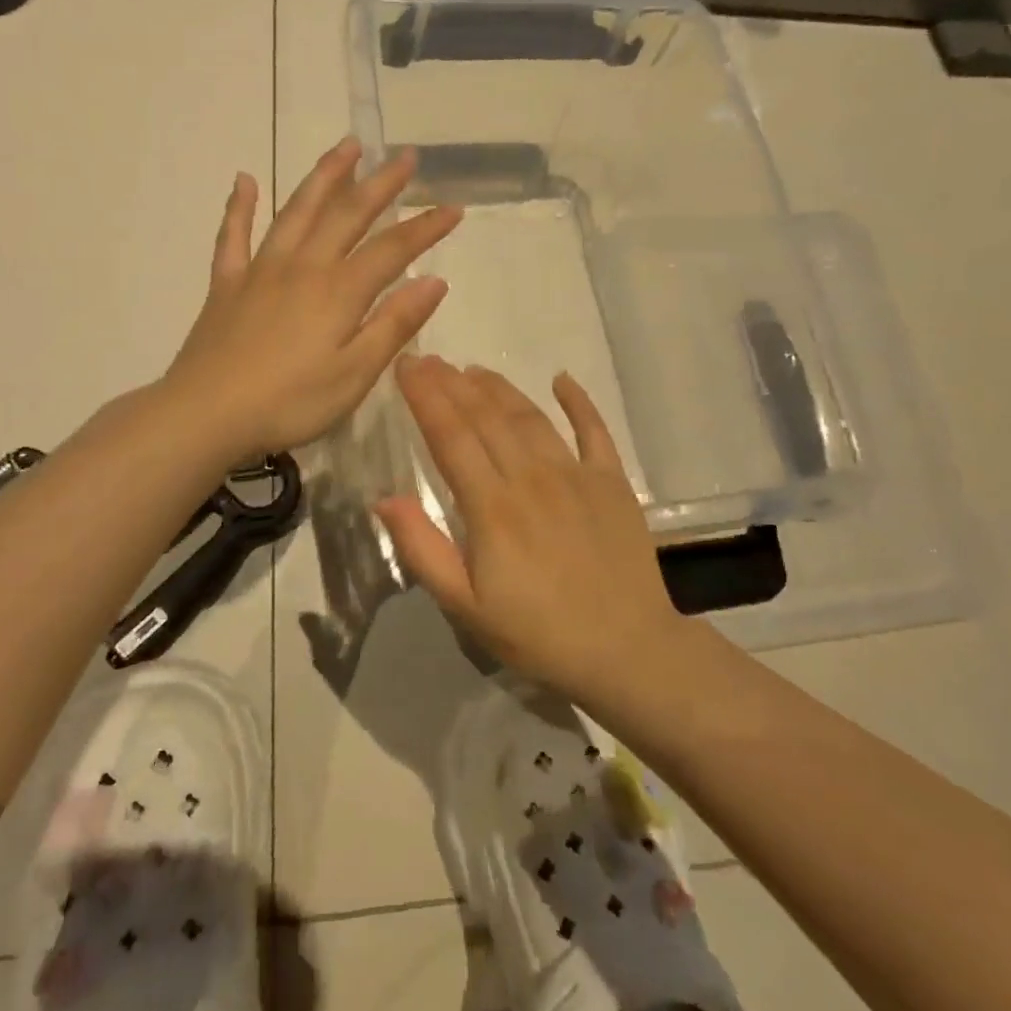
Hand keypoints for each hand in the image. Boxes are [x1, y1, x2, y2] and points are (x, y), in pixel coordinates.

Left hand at [166, 138, 461, 463]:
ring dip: (324, 177)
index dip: (426, 228)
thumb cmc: (290, 402)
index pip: (392, 250)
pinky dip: (240, 206)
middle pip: (347, 215)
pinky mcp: (227, 284)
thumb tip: (434, 281)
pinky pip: (233, 236)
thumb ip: (394, 324)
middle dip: (380, 184)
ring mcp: (260, 271)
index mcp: (339, 291)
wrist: (206, 414)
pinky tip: (244, 180)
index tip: (454, 208)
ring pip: (296, 211)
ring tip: (346, 147)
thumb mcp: (355, 374)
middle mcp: (303, 267)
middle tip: (405, 156)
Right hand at [375, 357, 690, 705]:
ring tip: (474, 369)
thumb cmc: (537, 634)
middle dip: (453, 384)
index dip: (425, 397)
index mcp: (491, 506)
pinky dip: (578, 401)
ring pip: (529, 417)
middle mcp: (531, 477)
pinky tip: (562, 379)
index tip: (407, 365)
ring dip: (499, 388)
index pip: (450, 436)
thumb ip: (423, 549)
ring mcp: (576, 474)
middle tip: (431, 359)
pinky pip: (594, 430)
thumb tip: (384, 498)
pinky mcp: (612, 482)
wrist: (626, 650)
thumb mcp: (465, 606)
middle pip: (485, 417)